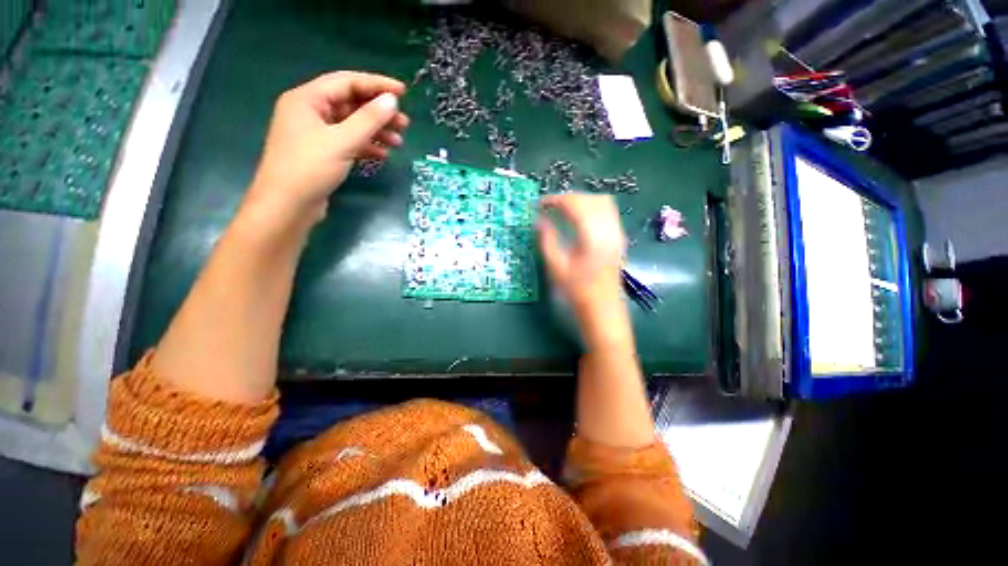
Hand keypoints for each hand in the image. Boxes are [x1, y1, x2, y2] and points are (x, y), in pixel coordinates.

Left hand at [245, 71, 409, 225]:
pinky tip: (383, 154)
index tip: (403, 93)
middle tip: (404, 123)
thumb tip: (391, 101)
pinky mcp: (323, 153)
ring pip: (352, 124)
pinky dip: (366, 146)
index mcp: (307, 99)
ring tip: (399, 141)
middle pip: (350, 103)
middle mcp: (310, 111)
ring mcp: (316, 133)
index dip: (377, 85)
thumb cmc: (310, 168)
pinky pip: (348, 142)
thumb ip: (368, 120)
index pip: (347, 82)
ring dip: (376, 131)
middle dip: (379, 112)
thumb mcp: (342, 141)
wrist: (288, 206)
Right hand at [537, 193, 626, 312]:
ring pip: (602, 202)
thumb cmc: (577, 291)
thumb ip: (547, 240)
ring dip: (581, 201)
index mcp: (593, 237)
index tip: (540, 204)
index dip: (556, 200)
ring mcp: (617, 233)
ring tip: (564, 210)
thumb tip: (538, 220)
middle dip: (568, 198)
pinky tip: (580, 219)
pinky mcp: (619, 238)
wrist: (602, 309)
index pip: (575, 205)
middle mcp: (609, 230)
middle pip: (590, 199)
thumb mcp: (556, 267)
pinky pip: (608, 212)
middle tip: (550, 207)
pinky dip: (592, 208)